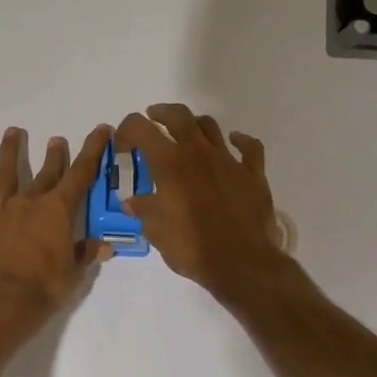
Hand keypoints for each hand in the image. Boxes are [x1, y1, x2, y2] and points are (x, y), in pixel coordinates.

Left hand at [0, 125, 112, 312]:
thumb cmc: (42, 288)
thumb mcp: (73, 274)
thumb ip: (86, 254)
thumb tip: (104, 245)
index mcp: (58, 211)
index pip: (81, 173)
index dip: (93, 149)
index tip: (100, 129)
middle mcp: (30, 202)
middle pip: (46, 172)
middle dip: (55, 154)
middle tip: (57, 139)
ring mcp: (1, 210)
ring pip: (7, 173)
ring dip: (11, 152)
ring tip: (13, 133)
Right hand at [115, 104, 288, 298]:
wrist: (242, 263)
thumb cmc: (192, 246)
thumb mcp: (156, 231)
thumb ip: (143, 210)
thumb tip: (132, 202)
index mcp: (170, 162)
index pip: (140, 128)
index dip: (127, 130)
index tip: (123, 144)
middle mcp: (198, 152)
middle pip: (178, 115)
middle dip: (161, 113)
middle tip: (154, 119)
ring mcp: (229, 160)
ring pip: (210, 126)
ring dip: (195, 125)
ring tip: (187, 135)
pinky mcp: (253, 174)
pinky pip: (249, 147)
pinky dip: (240, 140)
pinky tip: (234, 142)